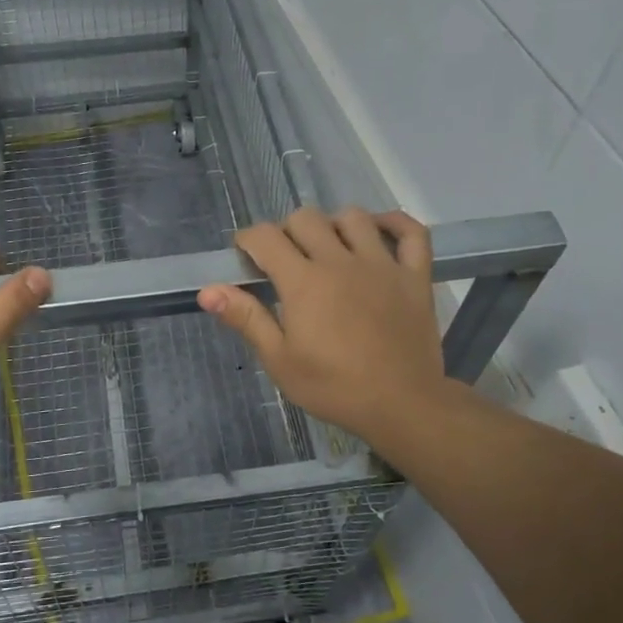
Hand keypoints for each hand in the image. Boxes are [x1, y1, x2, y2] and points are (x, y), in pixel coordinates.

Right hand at [198, 207, 447, 450]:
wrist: (401, 405)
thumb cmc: (333, 387)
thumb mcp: (279, 360)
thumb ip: (246, 318)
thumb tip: (208, 290)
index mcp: (304, 281)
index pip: (266, 237)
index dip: (248, 240)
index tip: (245, 257)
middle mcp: (340, 261)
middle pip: (306, 218)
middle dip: (287, 231)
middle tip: (285, 260)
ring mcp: (382, 264)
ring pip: (353, 217)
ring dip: (333, 225)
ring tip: (328, 248)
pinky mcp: (414, 275)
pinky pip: (411, 232)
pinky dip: (394, 223)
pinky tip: (379, 232)